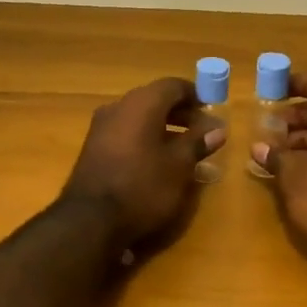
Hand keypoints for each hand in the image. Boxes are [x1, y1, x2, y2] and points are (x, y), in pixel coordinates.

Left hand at [60, 77, 225, 252]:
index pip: (173, 85)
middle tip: (202, 131)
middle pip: (155, 99)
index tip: (212, 110)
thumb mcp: (178, 167)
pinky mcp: (93, 147)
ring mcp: (101, 126)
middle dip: (180, 112)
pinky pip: (126, 131)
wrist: (89, 221)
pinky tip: (157, 160)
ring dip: (163, 126)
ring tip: (184, 148)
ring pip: (139, 116)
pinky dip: (145, 137)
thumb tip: (217, 128)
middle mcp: (119, 106)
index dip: (195, 95)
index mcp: (141, 103)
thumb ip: (197, 143)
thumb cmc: (142, 187)